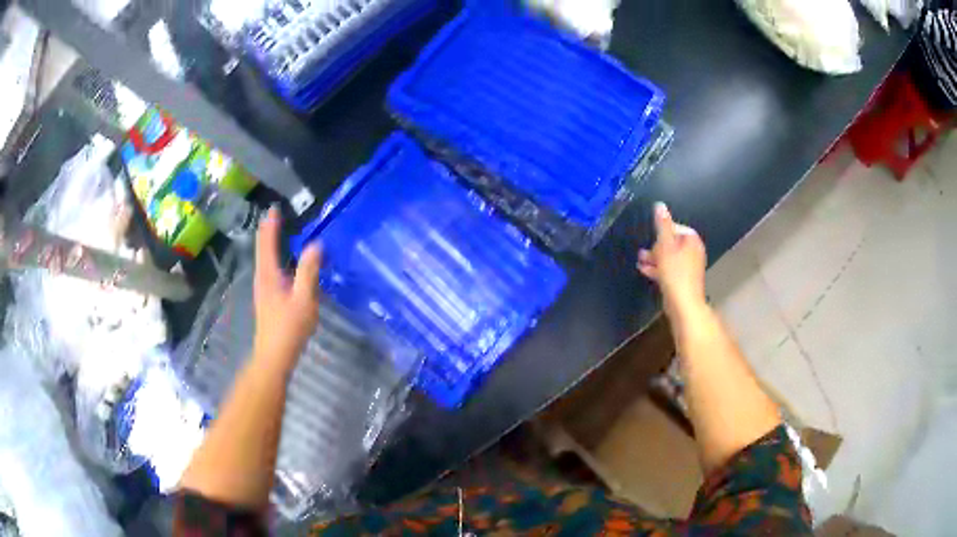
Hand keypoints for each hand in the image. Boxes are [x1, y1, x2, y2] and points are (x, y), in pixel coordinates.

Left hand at [252, 208, 321, 371]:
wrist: (274, 356)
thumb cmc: (289, 328)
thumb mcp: (304, 299)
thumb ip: (309, 271)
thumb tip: (316, 244)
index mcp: (268, 274)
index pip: (267, 242)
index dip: (271, 224)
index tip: (275, 207)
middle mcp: (262, 277)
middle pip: (262, 248)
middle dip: (268, 230)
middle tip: (277, 215)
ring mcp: (263, 289)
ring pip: (264, 259)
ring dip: (270, 243)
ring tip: (279, 231)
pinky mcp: (267, 298)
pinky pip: (269, 268)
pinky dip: (274, 256)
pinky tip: (284, 262)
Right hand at [637, 203, 706, 319]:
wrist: (683, 304)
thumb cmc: (675, 272)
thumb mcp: (665, 245)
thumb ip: (662, 225)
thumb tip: (660, 205)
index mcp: (691, 240)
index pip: (674, 227)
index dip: (661, 232)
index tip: (651, 239)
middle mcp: (693, 251)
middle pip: (671, 242)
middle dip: (656, 247)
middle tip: (643, 253)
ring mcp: (689, 266)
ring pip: (669, 257)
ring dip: (655, 258)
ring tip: (640, 262)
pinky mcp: (683, 279)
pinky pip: (669, 269)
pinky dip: (658, 268)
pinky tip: (645, 271)